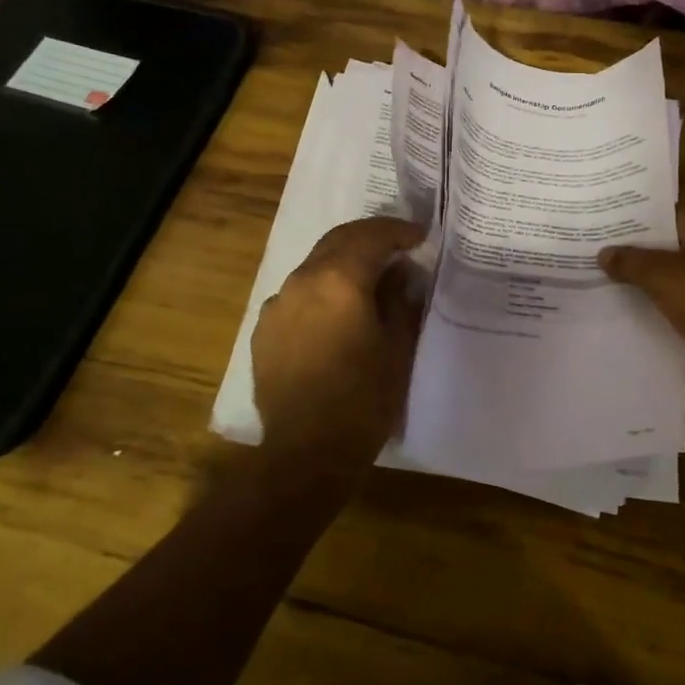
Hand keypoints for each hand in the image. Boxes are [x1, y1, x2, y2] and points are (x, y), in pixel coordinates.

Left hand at [252, 217, 425, 465]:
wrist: (306, 453)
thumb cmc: (363, 400)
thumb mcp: (397, 347)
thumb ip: (400, 300)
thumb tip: (399, 273)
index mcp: (339, 280)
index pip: (372, 236)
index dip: (399, 231)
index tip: (420, 237)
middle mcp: (302, 281)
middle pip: (338, 241)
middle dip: (369, 238)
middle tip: (397, 247)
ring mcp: (277, 305)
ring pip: (315, 266)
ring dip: (343, 263)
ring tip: (369, 280)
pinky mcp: (264, 330)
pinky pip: (298, 295)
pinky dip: (322, 290)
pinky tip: (336, 313)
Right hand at [598, 212, 684, 388]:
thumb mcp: (663, 277)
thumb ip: (631, 262)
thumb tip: (603, 253)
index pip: (667, 213)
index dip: (635, 218)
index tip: (605, 225)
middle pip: (671, 242)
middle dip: (638, 249)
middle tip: (600, 250)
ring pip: (677, 270)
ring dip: (650, 275)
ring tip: (610, 276)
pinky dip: (664, 297)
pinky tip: (636, 304)